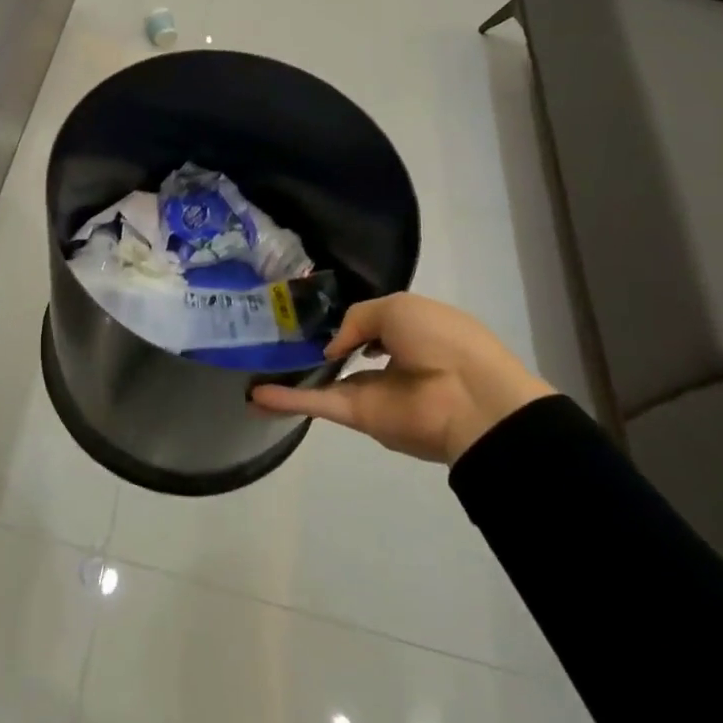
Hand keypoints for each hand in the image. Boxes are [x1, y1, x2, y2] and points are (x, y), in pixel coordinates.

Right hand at [250, 293, 553, 463]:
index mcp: (409, 331)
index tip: (311, 310)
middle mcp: (389, 361)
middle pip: (345, 354)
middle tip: (275, 334)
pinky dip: (287, 400)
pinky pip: (318, 403)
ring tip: (254, 368)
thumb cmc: (441, 339)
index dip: (345, 318)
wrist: (468, 397)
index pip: (370, 324)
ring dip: (293, 376)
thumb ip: (357, 319)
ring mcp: (372, 390)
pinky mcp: (359, 414)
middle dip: (316, 347)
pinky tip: (256, 397)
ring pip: (325, 380)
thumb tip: (334, 348)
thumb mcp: (397, 307)